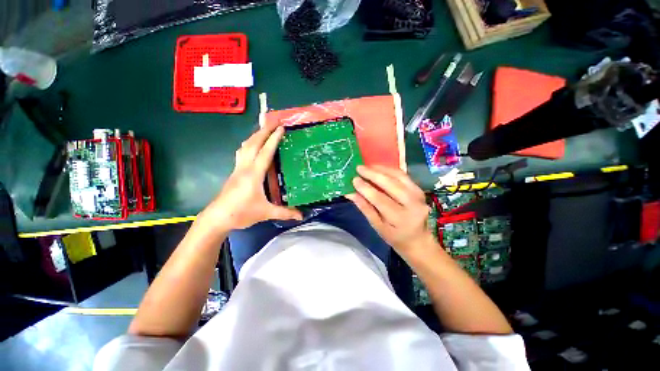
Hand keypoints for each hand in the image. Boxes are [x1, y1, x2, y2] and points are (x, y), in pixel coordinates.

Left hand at [199, 125, 302, 230]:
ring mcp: (238, 168)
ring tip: (263, 130)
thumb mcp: (266, 213)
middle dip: (263, 131)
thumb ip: (285, 213)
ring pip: (245, 147)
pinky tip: (252, 146)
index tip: (281, 128)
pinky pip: (242, 153)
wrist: (217, 217)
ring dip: (254, 136)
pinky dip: (249, 144)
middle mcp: (245, 167)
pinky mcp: (234, 172)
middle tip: (273, 122)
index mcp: (254, 174)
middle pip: (253, 144)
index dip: (273, 139)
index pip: (265, 153)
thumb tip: (302, 216)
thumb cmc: (241, 213)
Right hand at [345, 165, 434, 255]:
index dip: (366, 188)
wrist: (418, 239)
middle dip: (373, 174)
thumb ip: (365, 208)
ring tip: (367, 166)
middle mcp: (413, 204)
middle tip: (359, 168)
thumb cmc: (395, 236)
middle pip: (391, 184)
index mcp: (401, 218)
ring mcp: (418, 194)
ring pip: (398, 176)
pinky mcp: (419, 189)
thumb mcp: (377, 226)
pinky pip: (403, 175)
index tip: (354, 180)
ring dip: (381, 169)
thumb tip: (350, 193)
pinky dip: (389, 170)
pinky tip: (379, 168)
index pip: (380, 199)